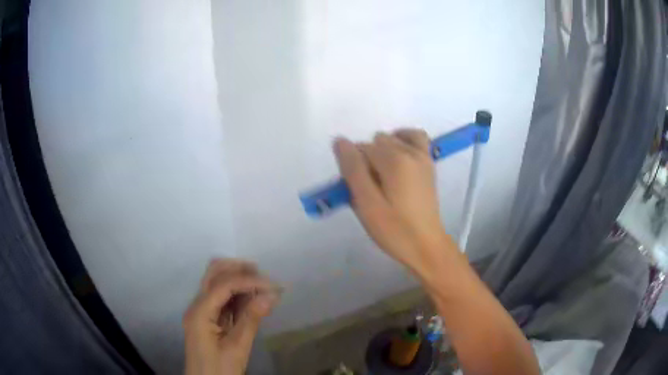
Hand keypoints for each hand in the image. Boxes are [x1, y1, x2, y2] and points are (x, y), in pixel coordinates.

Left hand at [183, 259, 280, 374]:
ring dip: (239, 280)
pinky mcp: (208, 319)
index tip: (273, 285)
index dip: (248, 280)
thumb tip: (270, 295)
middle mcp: (197, 306)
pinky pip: (221, 298)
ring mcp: (201, 311)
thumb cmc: (219, 369)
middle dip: (239, 270)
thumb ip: (251, 319)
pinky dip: (237, 295)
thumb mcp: (237, 348)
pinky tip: (253, 300)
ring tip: (262, 288)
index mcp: (200, 312)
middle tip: (264, 277)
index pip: (223, 285)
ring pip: (217, 283)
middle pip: (214, 274)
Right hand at [333, 129, 450, 274]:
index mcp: (395, 160)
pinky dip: (402, 140)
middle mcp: (410, 151)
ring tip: (383, 176)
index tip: (358, 190)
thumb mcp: (367, 204)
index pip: (361, 149)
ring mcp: (423, 156)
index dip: (354, 168)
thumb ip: (353, 170)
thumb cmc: (394, 230)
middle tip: (371, 189)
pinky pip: (414, 138)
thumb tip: (340, 141)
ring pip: (392, 139)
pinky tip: (396, 157)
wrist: (426, 246)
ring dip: (382, 151)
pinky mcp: (429, 163)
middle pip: (376, 142)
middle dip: (367, 160)